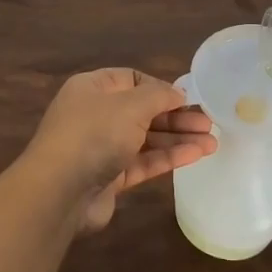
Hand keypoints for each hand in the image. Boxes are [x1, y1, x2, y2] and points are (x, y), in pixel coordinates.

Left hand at [17, 68, 217, 231]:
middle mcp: (95, 115)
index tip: (188, 97)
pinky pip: (143, 162)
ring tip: (212, 141)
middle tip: (208, 122)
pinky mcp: (109, 177)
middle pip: (142, 110)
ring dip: (178, 139)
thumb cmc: (94, 134)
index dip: (160, 87)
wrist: (59, 191)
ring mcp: (101, 148)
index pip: (131, 79)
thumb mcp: (130, 105)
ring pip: (146, 138)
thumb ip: (159, 96)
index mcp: (92, 88)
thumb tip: (177, 93)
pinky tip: (196, 155)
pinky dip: (168, 157)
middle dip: (176, 116)